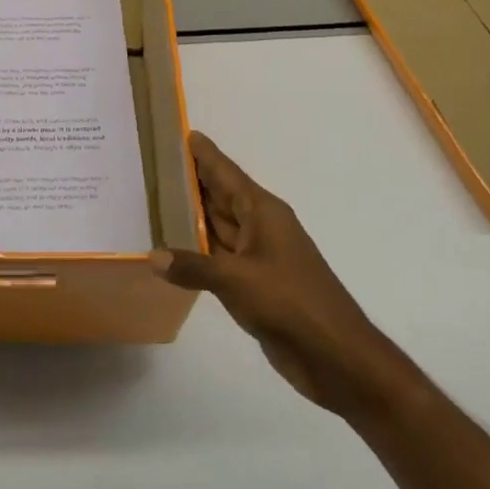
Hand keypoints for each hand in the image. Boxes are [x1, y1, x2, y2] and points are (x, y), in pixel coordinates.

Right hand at [152, 132, 405, 416]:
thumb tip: (152, 256)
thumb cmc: (291, 303)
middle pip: (220, 195)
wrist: (337, 357)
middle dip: (191, 180)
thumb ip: (193, 266)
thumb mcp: (237, 280)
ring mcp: (258, 256)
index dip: (204, 153)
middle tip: (153, 164)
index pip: (226, 172)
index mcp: (263, 212)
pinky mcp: (254, 284)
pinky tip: (173, 246)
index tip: (181, 131)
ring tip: (154, 198)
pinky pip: (218, 256)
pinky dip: (197, 249)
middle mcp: (260, 227)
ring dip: (191, 214)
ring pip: (218, 225)